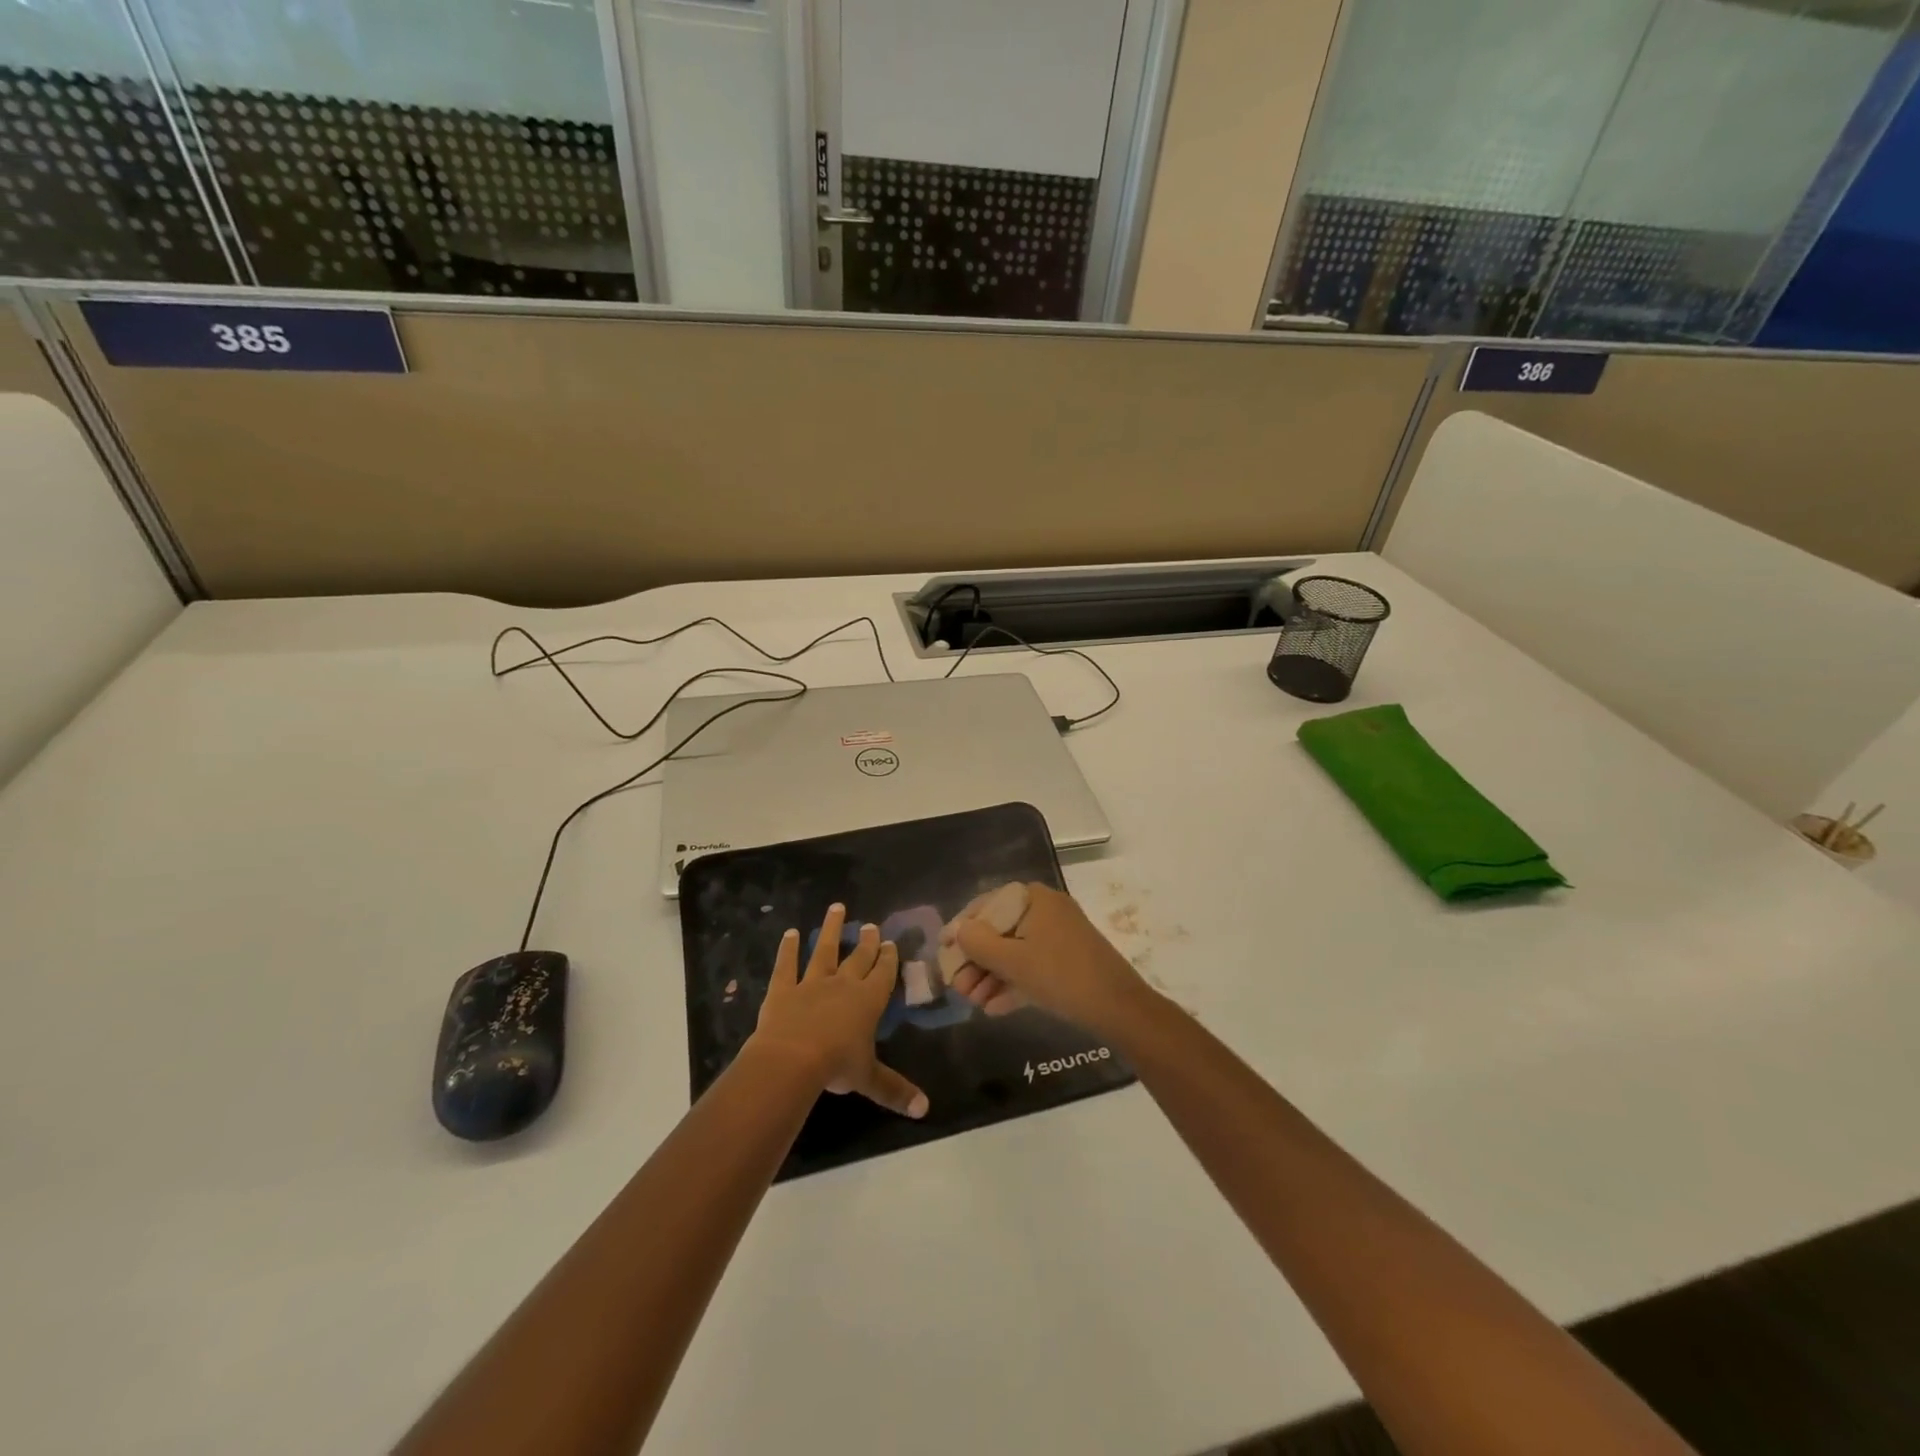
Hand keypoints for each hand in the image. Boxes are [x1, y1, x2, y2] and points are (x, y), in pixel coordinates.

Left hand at [751, 904, 927, 1118]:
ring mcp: (811, 982)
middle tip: (871, 925)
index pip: (883, 974)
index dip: (888, 958)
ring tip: (835, 908)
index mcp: (868, 1000)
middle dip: (866, 941)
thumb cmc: (836, 1065)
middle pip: (858, 958)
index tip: (890, 942)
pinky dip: (787, 949)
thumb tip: (925, 1110)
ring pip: (823, 950)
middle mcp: (843, 984)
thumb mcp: (869, 1079)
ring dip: (830, 929)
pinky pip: (786, 965)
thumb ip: (895, 1090)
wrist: (792, 1059)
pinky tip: (789, 933)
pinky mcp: (783, 989)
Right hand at [953, 883, 1156, 1038]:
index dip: (963, 928)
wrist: (1118, 1008)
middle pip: (1000, 931)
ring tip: (973, 1002)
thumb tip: (958, 930)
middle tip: (958, 987)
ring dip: (991, 976)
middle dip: (976, 961)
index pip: (987, 905)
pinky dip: (1013, 984)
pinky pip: (1032, 966)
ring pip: (1015, 952)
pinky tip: (993, 1009)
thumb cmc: (1060, 975)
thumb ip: (978, 943)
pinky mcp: (1068, 960)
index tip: (944, 951)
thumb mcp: (1012, 960)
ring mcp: (1059, 936)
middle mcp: (1046, 910)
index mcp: (1034, 899)